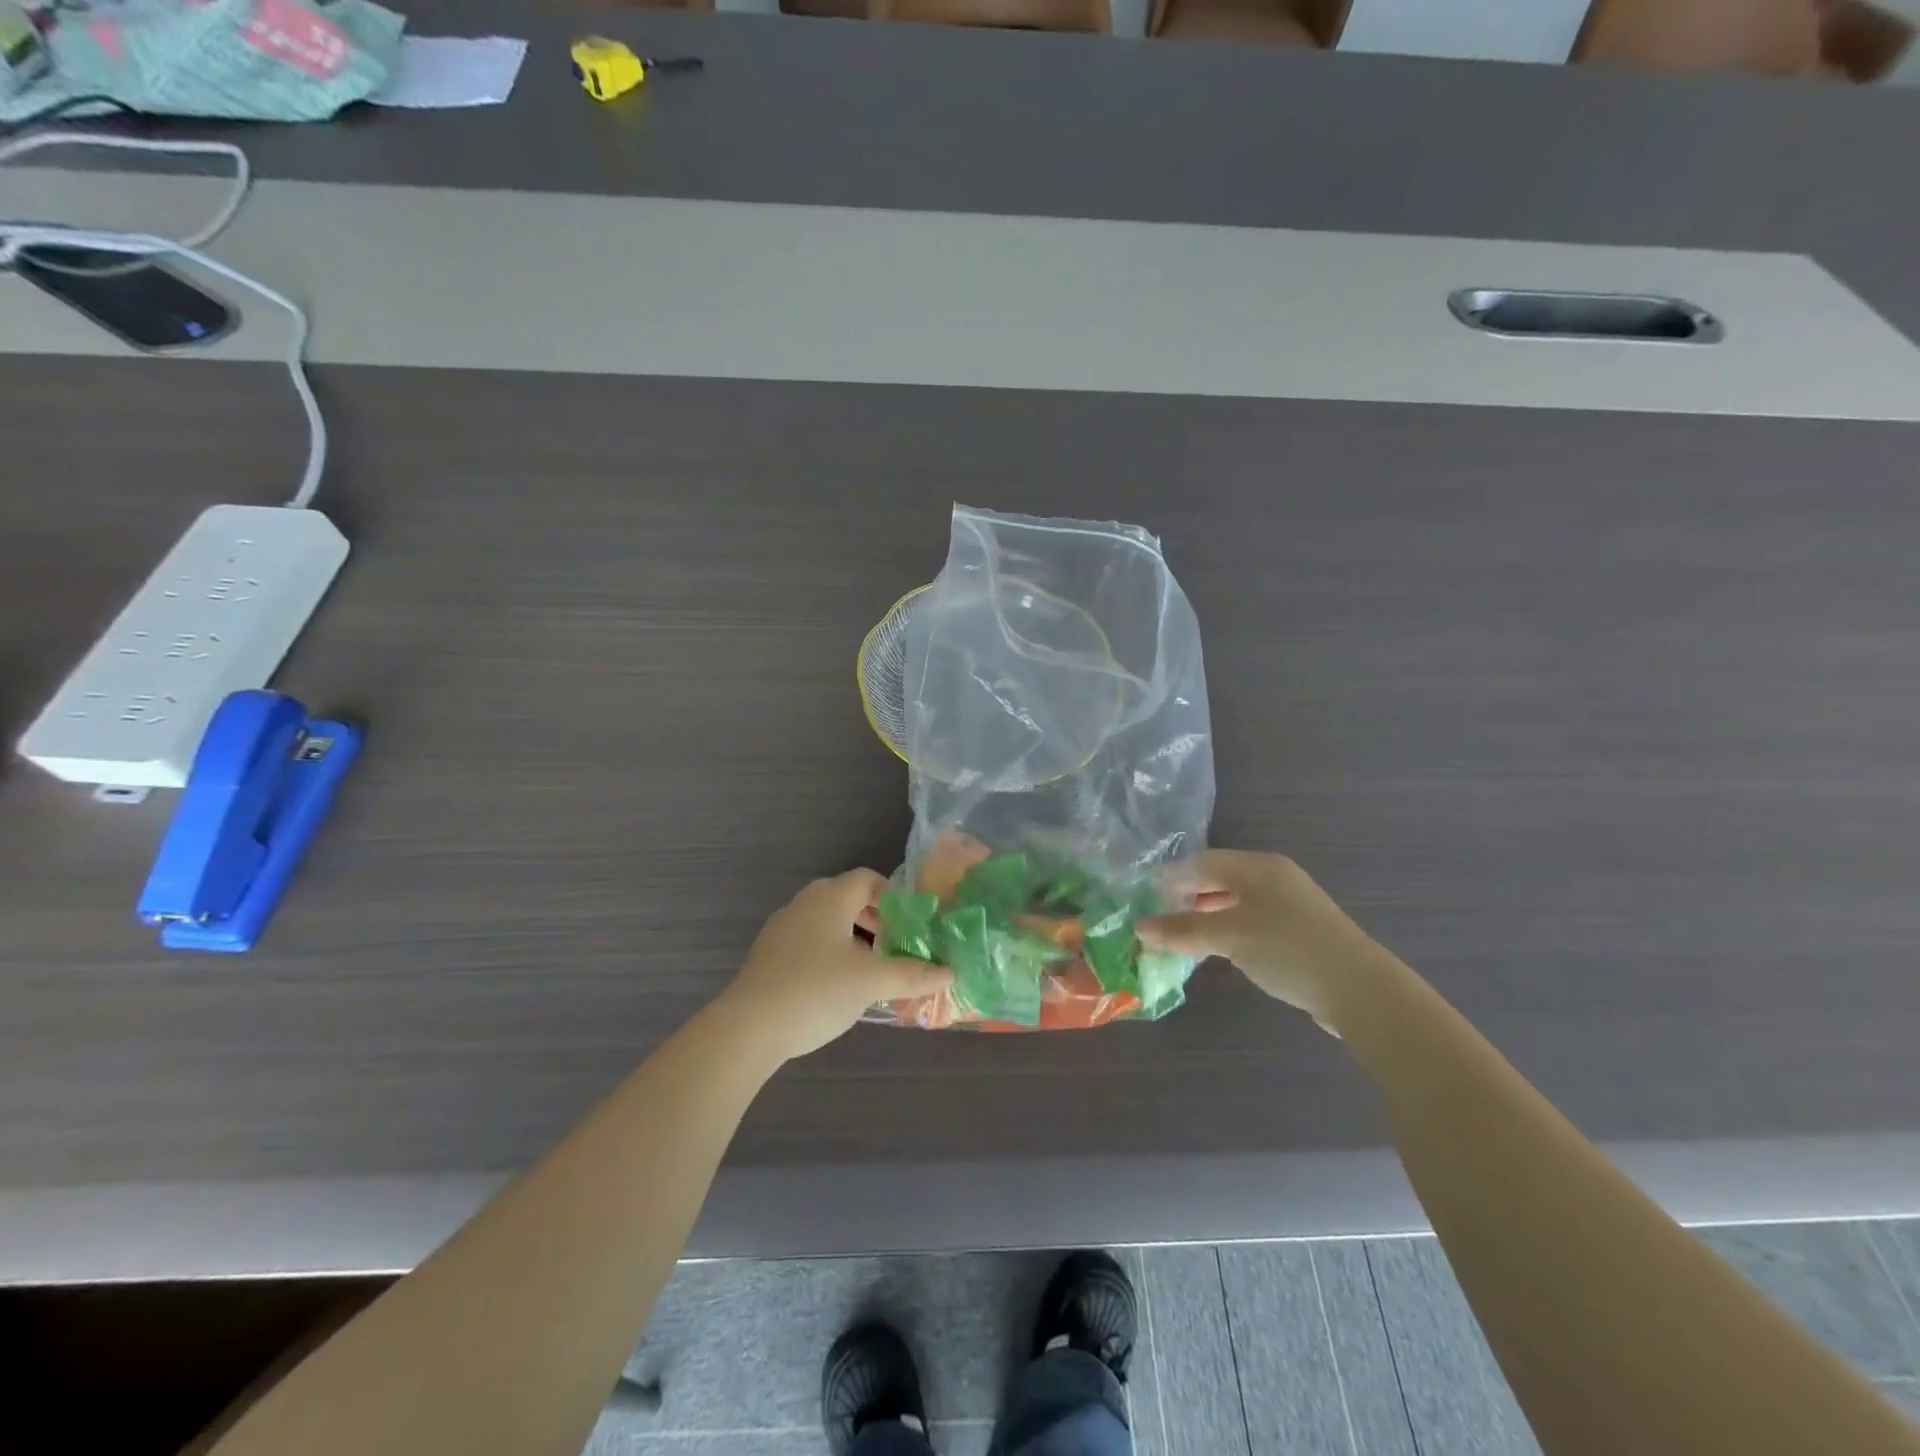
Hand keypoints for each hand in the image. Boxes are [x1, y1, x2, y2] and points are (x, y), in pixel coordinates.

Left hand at [718, 869, 952, 1061]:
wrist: (748, 1028)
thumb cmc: (816, 990)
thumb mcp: (872, 981)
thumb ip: (913, 974)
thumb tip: (950, 972)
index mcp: (830, 897)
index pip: (868, 879)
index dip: (894, 895)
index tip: (913, 922)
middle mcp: (804, 903)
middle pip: (847, 899)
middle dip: (876, 919)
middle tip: (898, 944)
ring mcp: (782, 929)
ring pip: (828, 923)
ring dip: (854, 938)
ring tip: (873, 968)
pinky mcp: (769, 956)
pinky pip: (809, 943)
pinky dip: (831, 954)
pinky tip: (839, 987)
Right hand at [1139, 850, 1387, 1032]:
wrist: (1360, 990)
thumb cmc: (1287, 949)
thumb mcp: (1228, 936)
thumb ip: (1183, 930)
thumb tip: (1140, 928)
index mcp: (1258, 866)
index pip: (1202, 862)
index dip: (1171, 879)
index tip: (1145, 902)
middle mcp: (1274, 877)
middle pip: (1218, 880)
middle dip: (1187, 900)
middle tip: (1159, 922)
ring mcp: (1289, 905)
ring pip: (1234, 903)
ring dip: (1206, 918)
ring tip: (1181, 939)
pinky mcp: (1299, 932)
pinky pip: (1251, 922)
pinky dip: (1228, 932)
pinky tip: (1217, 952)